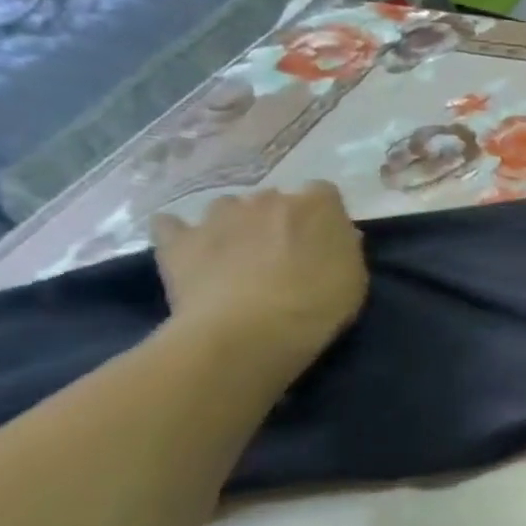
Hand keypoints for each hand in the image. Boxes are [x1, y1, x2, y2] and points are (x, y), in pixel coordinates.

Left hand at [150, 184, 367, 375]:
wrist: (247, 332)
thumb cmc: (316, 306)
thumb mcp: (355, 279)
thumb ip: (345, 248)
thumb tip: (339, 236)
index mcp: (316, 205)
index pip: (324, 193)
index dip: (322, 216)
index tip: (323, 240)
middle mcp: (268, 199)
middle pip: (273, 199)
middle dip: (276, 220)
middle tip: (280, 254)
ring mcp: (219, 216)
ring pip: (226, 207)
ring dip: (233, 225)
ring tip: (235, 255)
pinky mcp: (178, 240)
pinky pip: (171, 225)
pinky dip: (178, 234)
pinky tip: (186, 251)